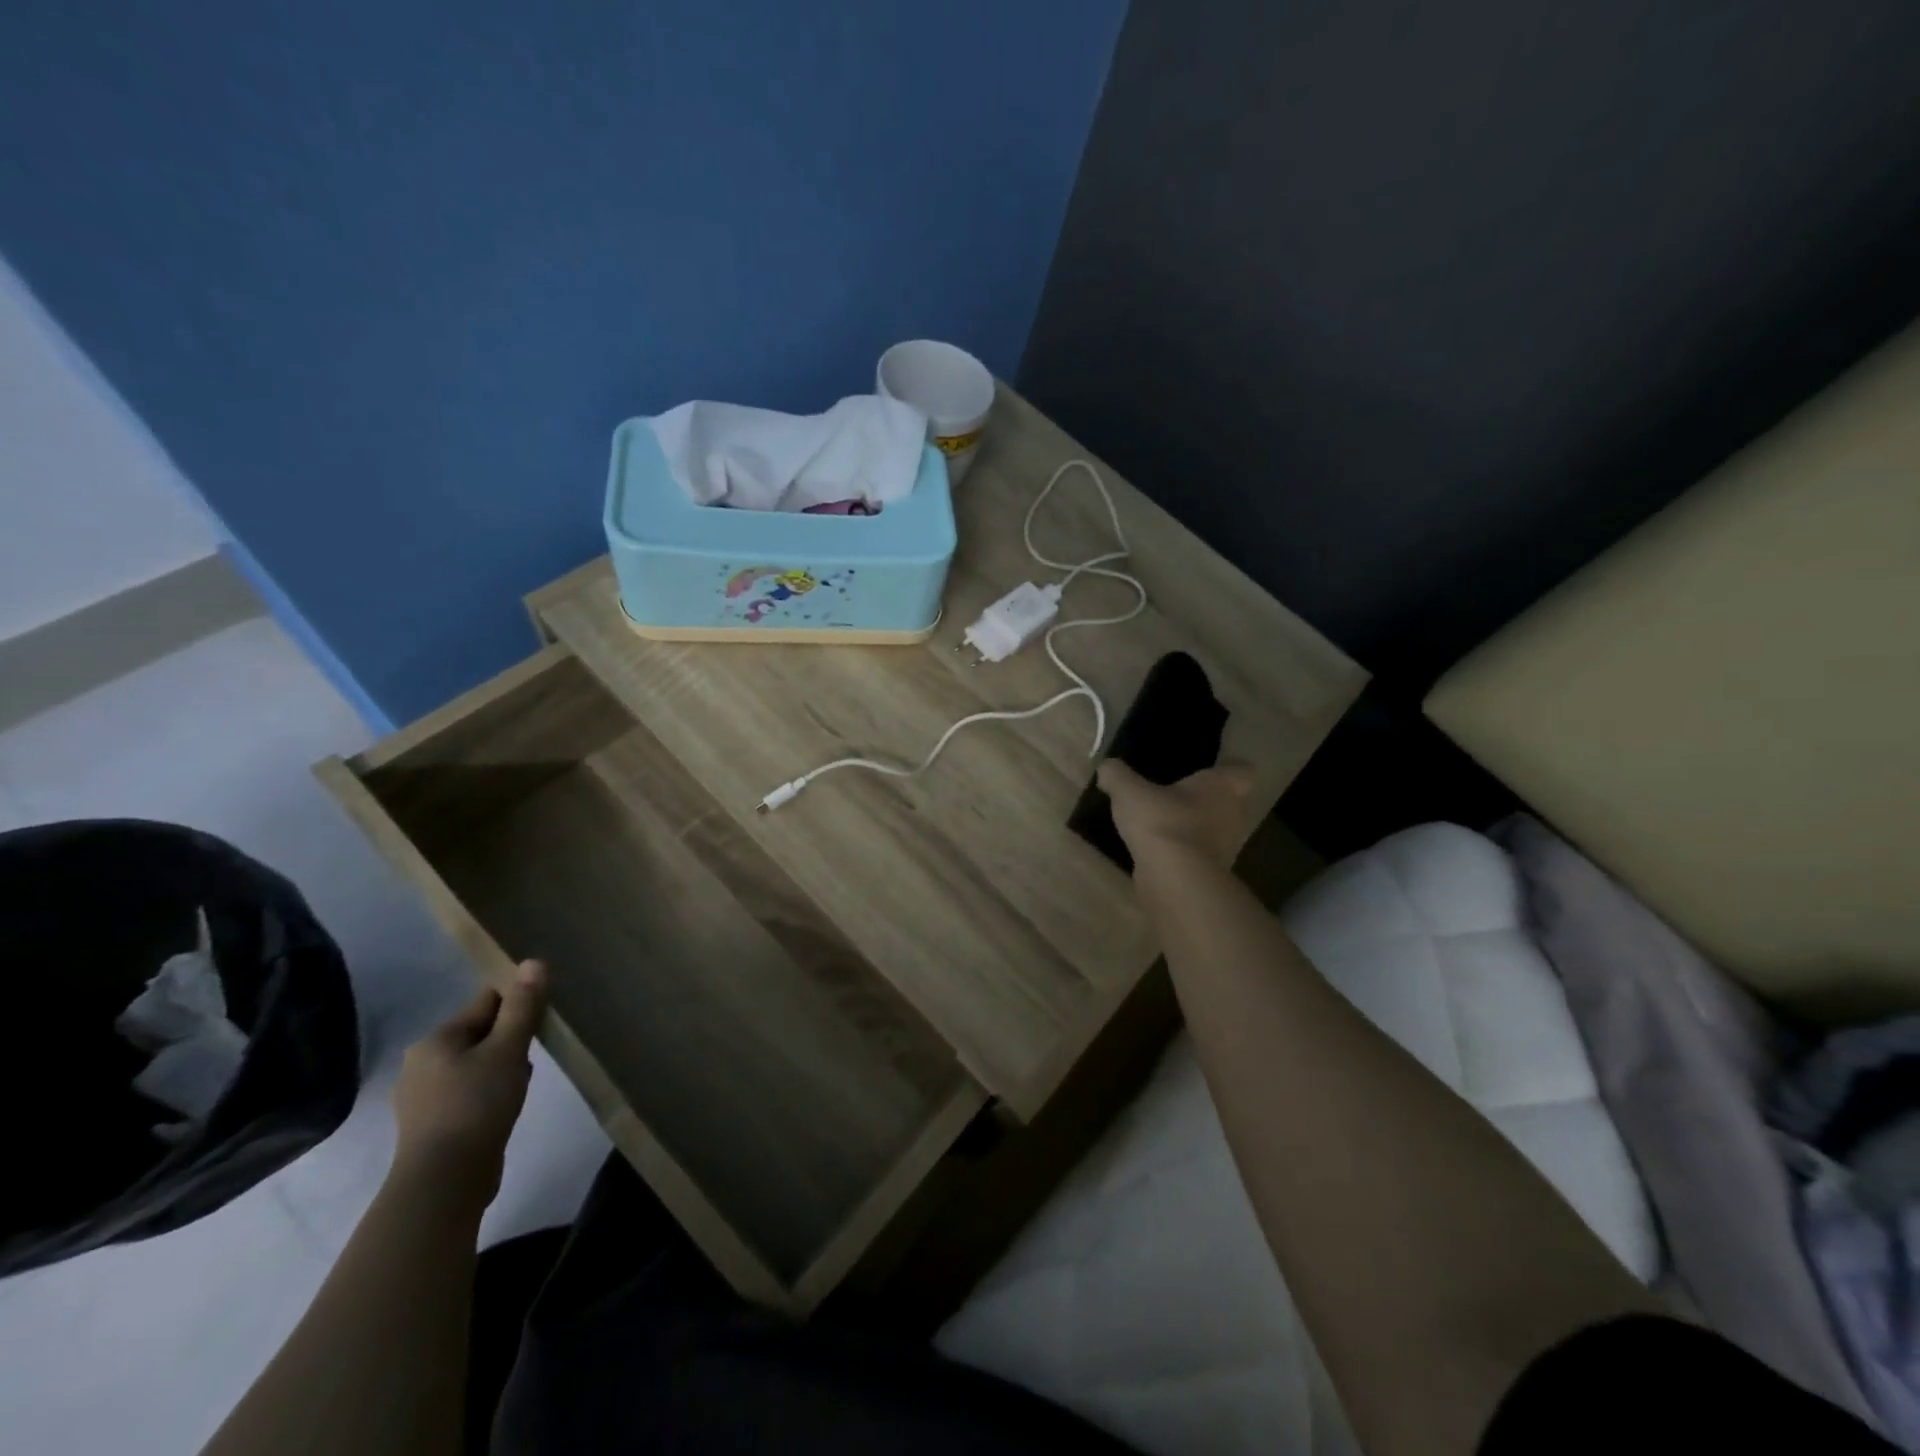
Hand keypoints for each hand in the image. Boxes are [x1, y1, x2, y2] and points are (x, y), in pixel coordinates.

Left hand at [389, 960, 546, 1213]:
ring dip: (503, 1069)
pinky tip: (504, 1108)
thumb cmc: (476, 1105)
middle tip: (532, 1058)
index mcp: (436, 1040)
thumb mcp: (508, 1050)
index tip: (542, 1020)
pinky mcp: (432, 1125)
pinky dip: (489, 1093)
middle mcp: (421, 1063)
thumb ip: (523, 1006)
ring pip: (476, 1065)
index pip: (486, 1003)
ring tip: (520, 1087)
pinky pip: (469, 1093)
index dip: (518, 1006)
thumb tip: (533, 961)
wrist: (444, 1182)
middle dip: (511, 1041)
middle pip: (481, 1034)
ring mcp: (423, 1097)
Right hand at [1098, 760, 1255, 868]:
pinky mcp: (1213, 874)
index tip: (1212, 769)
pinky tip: (1159, 852)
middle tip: (1177, 796)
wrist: (1174, 877)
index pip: (1242, 771)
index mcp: (1221, 786)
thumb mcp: (1128, 790)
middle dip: (1207, 800)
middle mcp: (1233, 814)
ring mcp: (1227, 847)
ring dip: (1195, 829)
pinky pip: (1200, 855)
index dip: (1230, 769)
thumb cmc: (1161, 820)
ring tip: (1164, 825)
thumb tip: (1107, 767)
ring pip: (1215, 830)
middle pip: (1228, 802)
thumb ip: (1117, 775)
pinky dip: (1185, 853)